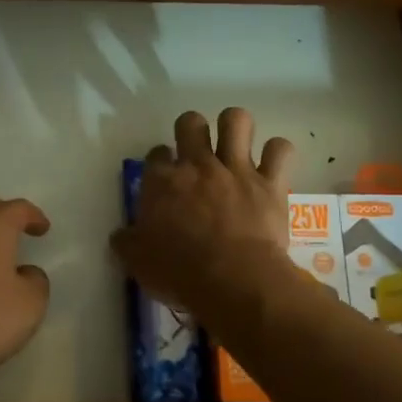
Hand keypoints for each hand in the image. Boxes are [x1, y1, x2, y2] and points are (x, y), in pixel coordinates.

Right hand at [111, 107, 296, 318]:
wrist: (233, 281)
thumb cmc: (180, 273)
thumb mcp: (138, 262)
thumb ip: (127, 242)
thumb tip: (120, 235)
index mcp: (162, 182)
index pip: (155, 154)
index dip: (160, 162)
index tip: (165, 177)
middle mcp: (198, 165)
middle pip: (190, 122)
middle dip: (191, 129)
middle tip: (196, 152)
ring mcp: (236, 169)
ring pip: (236, 120)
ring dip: (234, 127)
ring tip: (235, 144)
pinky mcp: (270, 183)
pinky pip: (280, 149)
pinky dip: (277, 153)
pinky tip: (272, 164)